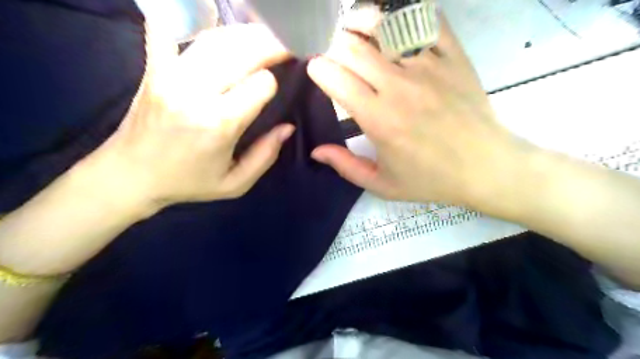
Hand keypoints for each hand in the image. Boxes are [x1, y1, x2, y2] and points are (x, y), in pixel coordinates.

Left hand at [88, 25, 291, 209]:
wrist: (130, 176)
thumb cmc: (188, 182)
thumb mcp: (235, 184)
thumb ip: (265, 156)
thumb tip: (287, 128)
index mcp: (219, 123)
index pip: (262, 83)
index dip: (274, 84)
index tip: (276, 88)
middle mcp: (195, 91)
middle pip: (244, 51)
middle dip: (272, 45)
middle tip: (286, 46)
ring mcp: (170, 73)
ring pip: (217, 38)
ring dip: (246, 33)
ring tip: (262, 36)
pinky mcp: (153, 67)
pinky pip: (170, 28)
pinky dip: (190, 16)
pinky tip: (209, 12)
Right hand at [307, 18, 532, 209]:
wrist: (485, 167)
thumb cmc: (430, 179)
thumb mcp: (382, 184)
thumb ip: (345, 166)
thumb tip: (316, 151)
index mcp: (378, 119)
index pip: (336, 78)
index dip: (318, 68)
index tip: (316, 69)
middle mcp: (399, 86)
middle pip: (353, 48)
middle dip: (333, 43)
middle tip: (331, 49)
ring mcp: (428, 66)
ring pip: (384, 27)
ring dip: (361, 21)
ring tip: (352, 24)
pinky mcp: (453, 56)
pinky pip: (425, 20)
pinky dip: (404, 14)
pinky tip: (393, 21)